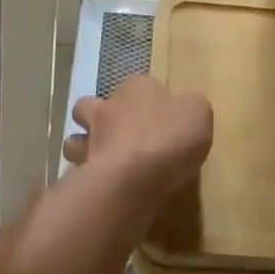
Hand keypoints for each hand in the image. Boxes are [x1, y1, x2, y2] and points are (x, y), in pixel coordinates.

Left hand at [62, 75, 213, 210]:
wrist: (133, 177)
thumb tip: (184, 110)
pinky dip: (85, 178)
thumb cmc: (169, 137)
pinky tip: (102, 188)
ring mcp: (89, 139)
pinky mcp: (81, 171)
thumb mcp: (198, 113)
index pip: (138, 85)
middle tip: (118, 137)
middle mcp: (108, 106)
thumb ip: (190, 108)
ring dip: (84, 148)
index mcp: (138, 87)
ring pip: (75, 139)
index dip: (145, 99)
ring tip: (103, 164)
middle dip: (98, 118)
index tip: (157, 117)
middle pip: (91, 106)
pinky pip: (78, 171)